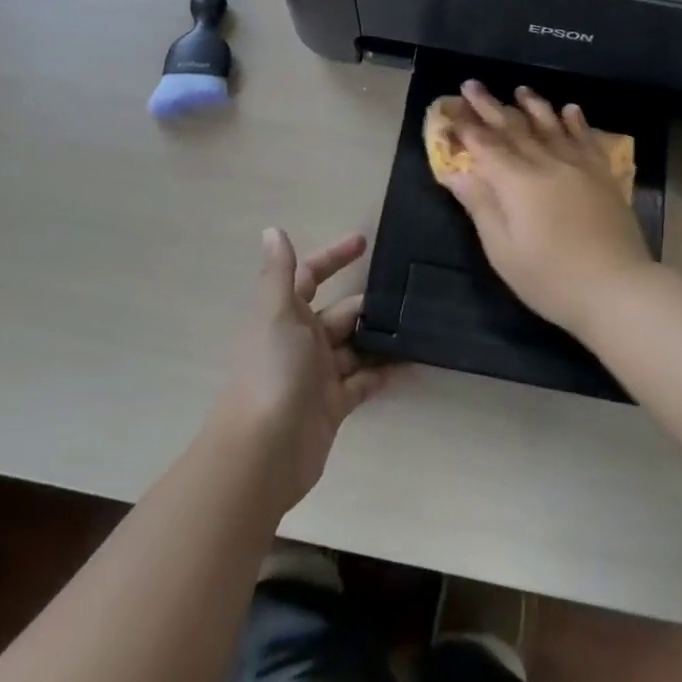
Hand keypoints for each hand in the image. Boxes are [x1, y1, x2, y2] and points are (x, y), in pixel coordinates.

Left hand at [209, 229, 385, 514]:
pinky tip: (412, 364)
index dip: (334, 257)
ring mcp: (317, 375)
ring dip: (381, 337)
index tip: (364, 242)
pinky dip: (384, 372)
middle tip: (409, 294)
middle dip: (368, 304)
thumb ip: (278, 273)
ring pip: (355, 347)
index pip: (310, 276)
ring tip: (419, 326)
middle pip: (340, 313)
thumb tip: (271, 229)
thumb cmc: (271, 372)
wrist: (263, 453)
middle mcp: (300, 341)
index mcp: (285, 316)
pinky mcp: (333, 405)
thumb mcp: (276, 314)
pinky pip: (364, 381)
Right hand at [440, 81, 654, 335]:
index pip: (485, 146)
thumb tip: (456, 173)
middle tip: (472, 84)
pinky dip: (577, 122)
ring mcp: (578, 167)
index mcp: (517, 183)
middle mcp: (546, 164)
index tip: (451, 108)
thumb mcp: (503, 251)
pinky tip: (571, 109)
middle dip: (490, 106)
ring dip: (533, 106)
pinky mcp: (603, 176)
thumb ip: (481, 207)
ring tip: (520, 89)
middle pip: (514, 128)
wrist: (616, 288)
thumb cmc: (550, 278)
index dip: (466, 127)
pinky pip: (587, 140)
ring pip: (551, 126)